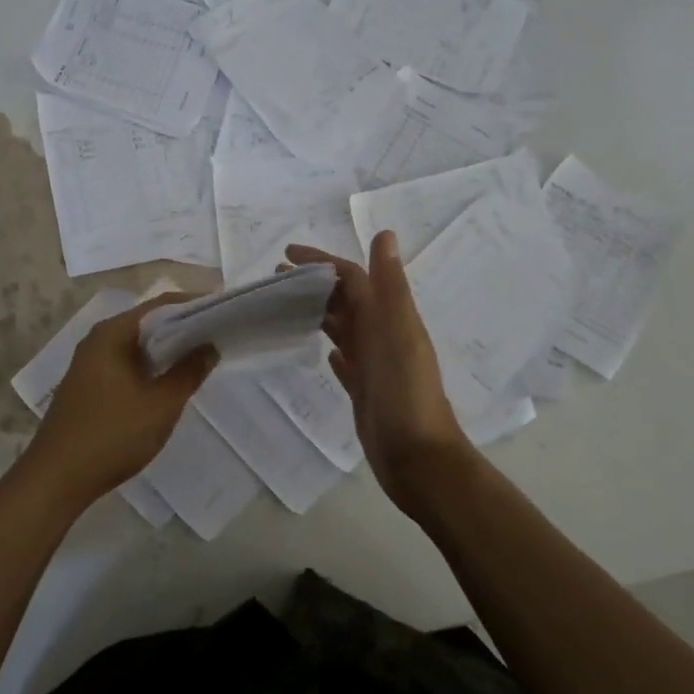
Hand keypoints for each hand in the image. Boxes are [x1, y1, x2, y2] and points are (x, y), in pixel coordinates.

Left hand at [25, 296, 217, 510]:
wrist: (56, 479)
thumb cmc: (112, 435)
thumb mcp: (160, 405)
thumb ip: (188, 372)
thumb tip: (209, 347)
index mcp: (113, 333)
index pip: (161, 306)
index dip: (194, 305)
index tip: (224, 313)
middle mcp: (98, 340)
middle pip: (148, 323)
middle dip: (183, 328)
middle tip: (219, 336)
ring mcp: (90, 364)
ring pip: (137, 346)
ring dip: (166, 351)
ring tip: (201, 358)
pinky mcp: (88, 386)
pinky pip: (126, 364)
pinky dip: (150, 367)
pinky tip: (168, 383)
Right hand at [285, 234, 473, 512]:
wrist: (419, 459)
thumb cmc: (406, 394)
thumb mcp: (398, 334)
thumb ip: (390, 287)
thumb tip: (384, 234)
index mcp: (389, 318)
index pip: (352, 278)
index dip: (321, 262)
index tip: (286, 255)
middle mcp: (382, 336)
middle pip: (345, 299)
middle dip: (314, 285)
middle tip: (275, 279)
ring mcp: (374, 365)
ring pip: (343, 328)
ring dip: (318, 312)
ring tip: (284, 305)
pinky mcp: (365, 392)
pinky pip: (347, 363)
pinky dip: (334, 350)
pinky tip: (322, 351)